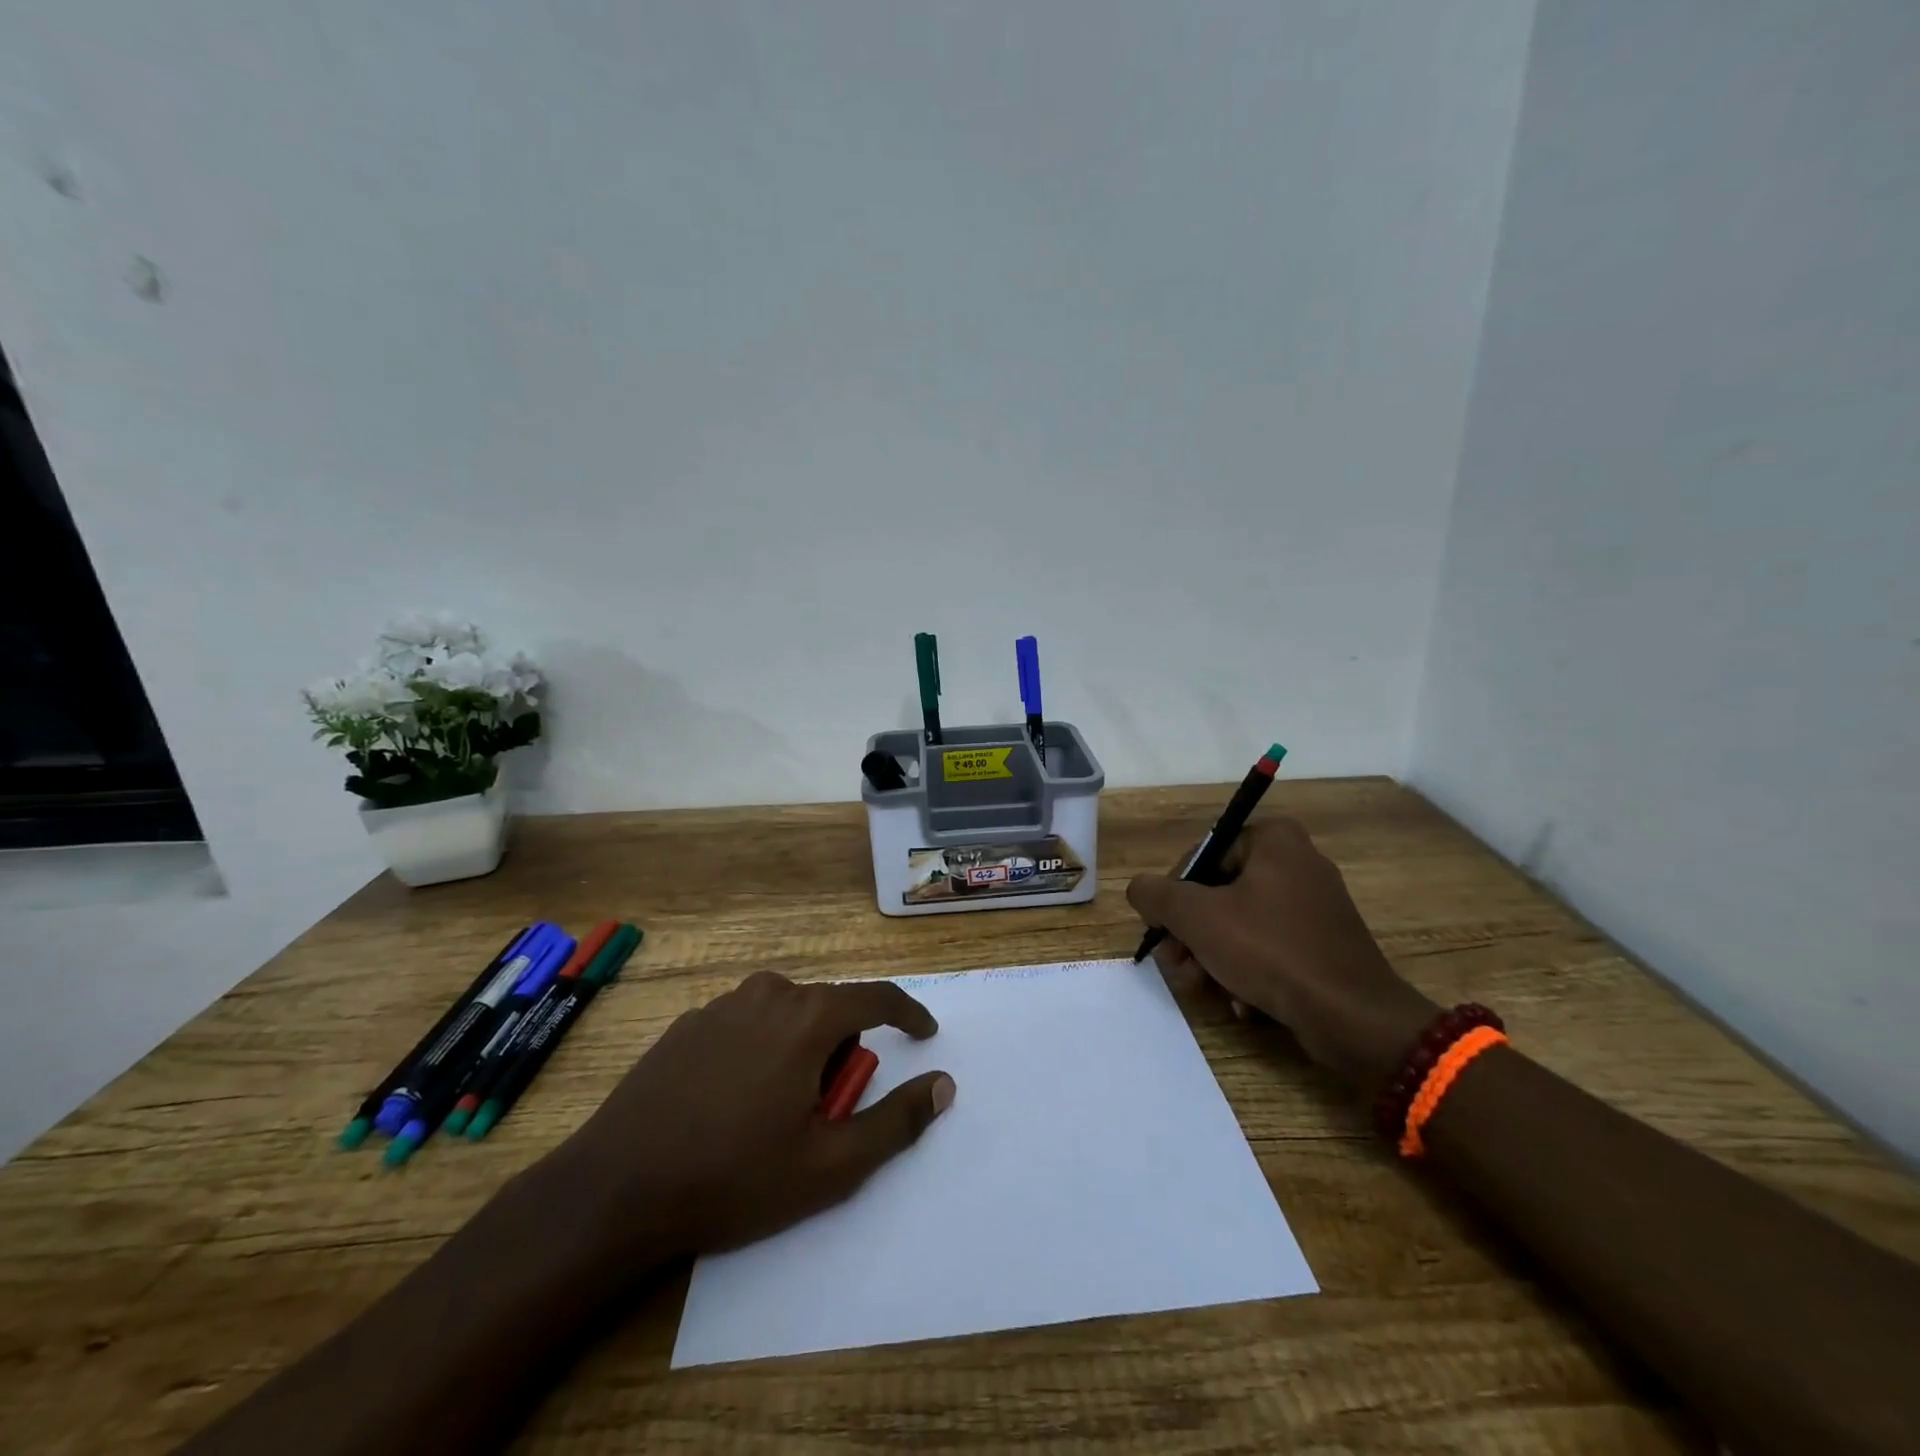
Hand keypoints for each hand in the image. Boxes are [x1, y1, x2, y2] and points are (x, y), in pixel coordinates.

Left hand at [557, 972, 954, 1260]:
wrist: (616, 1189)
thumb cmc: (734, 1178)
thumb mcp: (830, 1165)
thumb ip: (896, 1120)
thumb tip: (943, 1084)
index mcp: (807, 1017)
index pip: (878, 997)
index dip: (908, 1014)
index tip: (924, 1034)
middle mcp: (768, 994)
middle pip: (829, 1009)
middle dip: (841, 1049)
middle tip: (823, 1109)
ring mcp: (722, 1005)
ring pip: (786, 1014)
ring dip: (800, 1047)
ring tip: (776, 1109)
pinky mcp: (688, 1023)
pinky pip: (747, 1023)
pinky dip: (760, 1049)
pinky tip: (731, 1101)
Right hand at [1126, 819, 1438, 1092]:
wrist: (1353, 1017)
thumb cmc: (1270, 951)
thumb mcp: (1196, 917)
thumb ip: (1155, 895)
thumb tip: (1141, 890)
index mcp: (1274, 840)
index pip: (1201, 855)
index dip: (1173, 893)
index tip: (1162, 928)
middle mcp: (1297, 862)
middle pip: (1218, 891)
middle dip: (1191, 933)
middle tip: (1177, 963)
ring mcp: (1315, 905)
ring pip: (1240, 923)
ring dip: (1212, 956)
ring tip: (1203, 987)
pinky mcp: (1325, 943)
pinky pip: (1270, 946)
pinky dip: (1247, 969)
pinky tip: (1241, 1000)